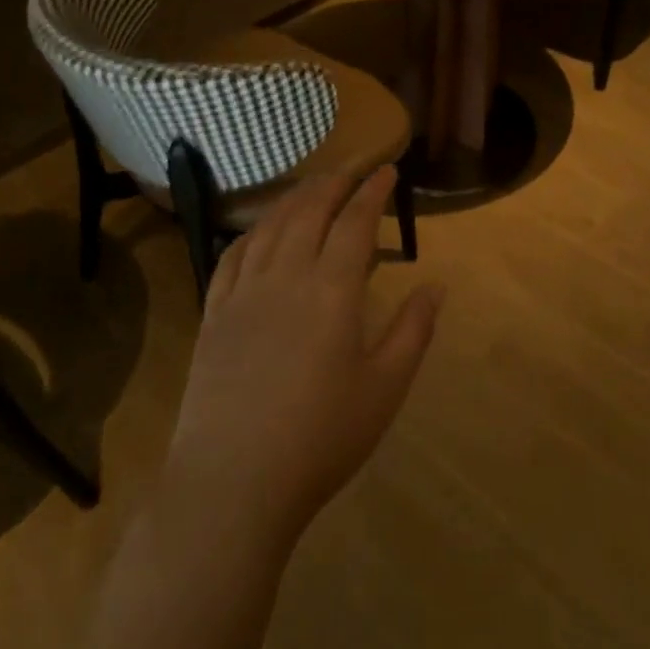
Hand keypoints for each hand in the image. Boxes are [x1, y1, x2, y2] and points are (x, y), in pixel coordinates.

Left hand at [163, 168, 442, 551]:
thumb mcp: (384, 389)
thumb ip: (413, 331)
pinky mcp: (213, 312)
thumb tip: (436, 285)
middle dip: (333, 181)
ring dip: (294, 197)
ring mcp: (243, 291)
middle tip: (353, 168)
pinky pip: (232, 255)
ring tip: (312, 187)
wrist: (234, 481)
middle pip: (309, 209)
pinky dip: (252, 230)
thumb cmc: (321, 439)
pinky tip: (260, 231)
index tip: (387, 170)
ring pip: (270, 225)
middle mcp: (285, 275)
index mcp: (332, 289)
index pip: (355, 221)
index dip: (373, 190)